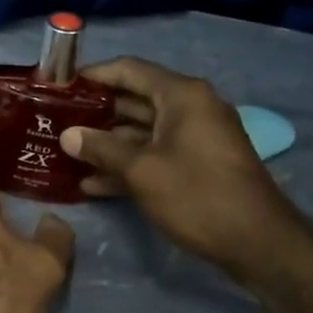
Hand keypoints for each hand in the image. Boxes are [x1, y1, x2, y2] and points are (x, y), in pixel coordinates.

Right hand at [60, 57, 307, 283]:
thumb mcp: (141, 171)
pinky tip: (92, 184)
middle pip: (133, 100)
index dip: (92, 75)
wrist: (257, 242)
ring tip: (65, 155)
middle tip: (54, 123)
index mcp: (181, 95)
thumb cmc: (197, 195)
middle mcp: (190, 108)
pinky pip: (154, 154)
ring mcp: (194, 137)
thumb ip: (101, 148)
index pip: (129, 70)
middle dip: (94, 113)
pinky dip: (127, 164)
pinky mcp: (195, 164)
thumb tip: (67, 135)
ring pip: (141, 131)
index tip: (59, 86)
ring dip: (106, 144)